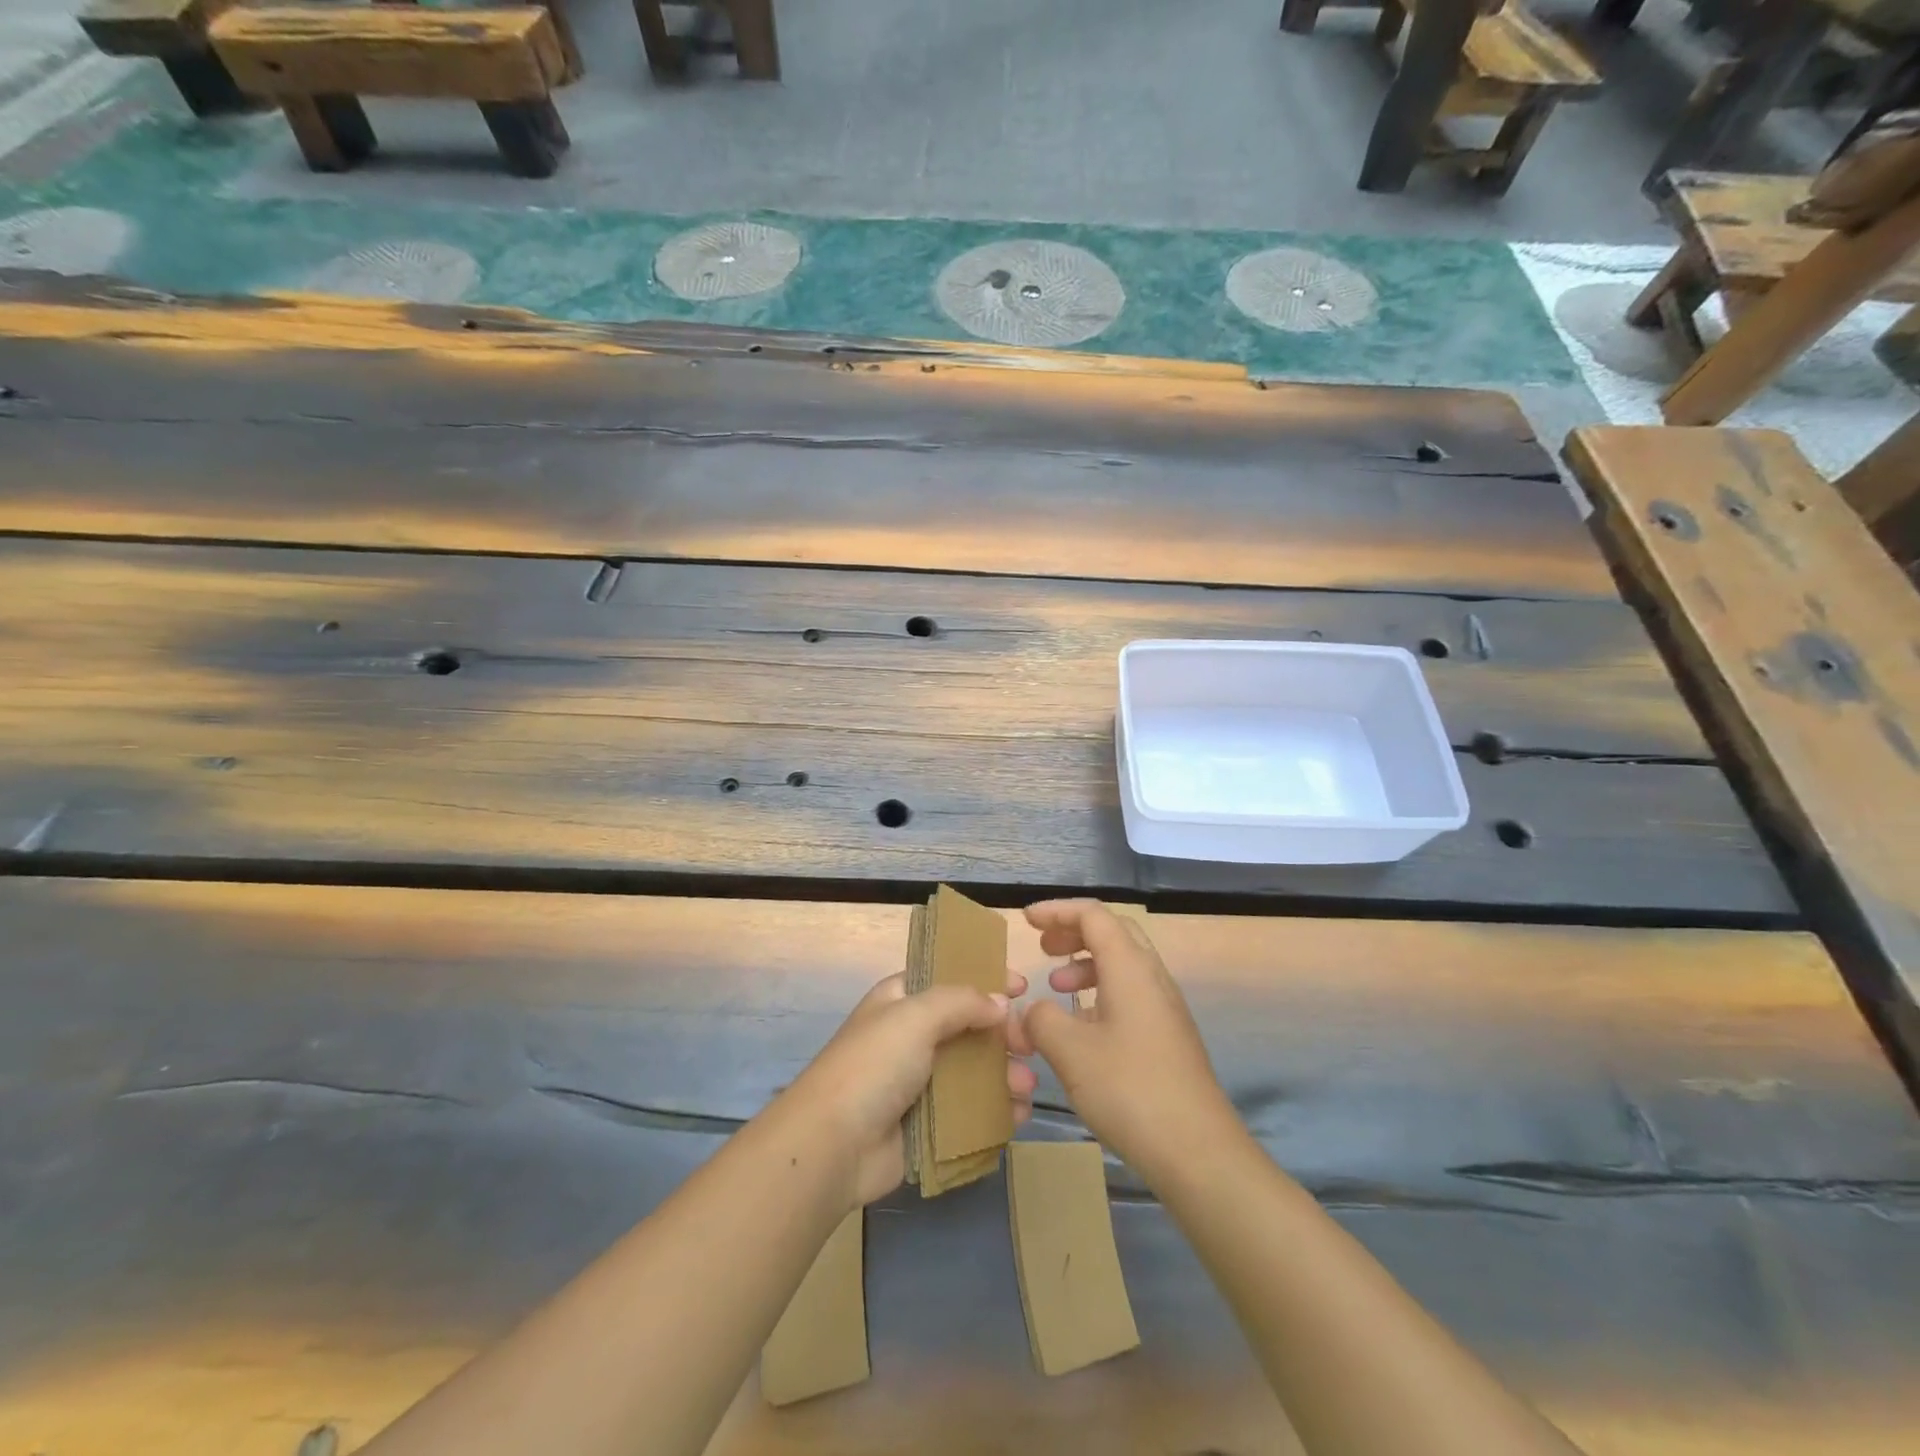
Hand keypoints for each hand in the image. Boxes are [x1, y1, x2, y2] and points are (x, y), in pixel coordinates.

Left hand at [782, 971, 1035, 1209]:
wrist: (833, 1145)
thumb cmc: (873, 1066)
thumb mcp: (915, 1015)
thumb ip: (962, 1002)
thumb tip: (1001, 1003)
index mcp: (901, 1001)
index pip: (949, 978)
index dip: (984, 978)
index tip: (1022, 986)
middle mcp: (912, 1037)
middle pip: (969, 1026)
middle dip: (1002, 1034)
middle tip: (1029, 1046)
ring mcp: (920, 1082)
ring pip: (974, 1071)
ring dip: (1004, 1075)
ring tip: (1026, 1088)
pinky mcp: (928, 1125)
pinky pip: (971, 1112)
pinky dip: (996, 1111)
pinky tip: (1017, 1115)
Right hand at [1012, 900, 1237, 1178]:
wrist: (1198, 1152)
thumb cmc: (1130, 1090)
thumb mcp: (1070, 1051)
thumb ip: (1041, 1019)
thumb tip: (1030, 1010)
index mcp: (1131, 968)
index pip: (1093, 915)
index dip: (1057, 911)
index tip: (1026, 921)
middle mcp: (1152, 978)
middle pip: (1113, 933)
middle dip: (1074, 932)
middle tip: (1043, 947)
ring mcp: (1164, 1008)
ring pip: (1122, 964)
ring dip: (1086, 964)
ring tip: (1056, 987)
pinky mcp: (1168, 1037)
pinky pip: (1130, 994)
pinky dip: (1100, 992)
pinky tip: (1082, 1026)